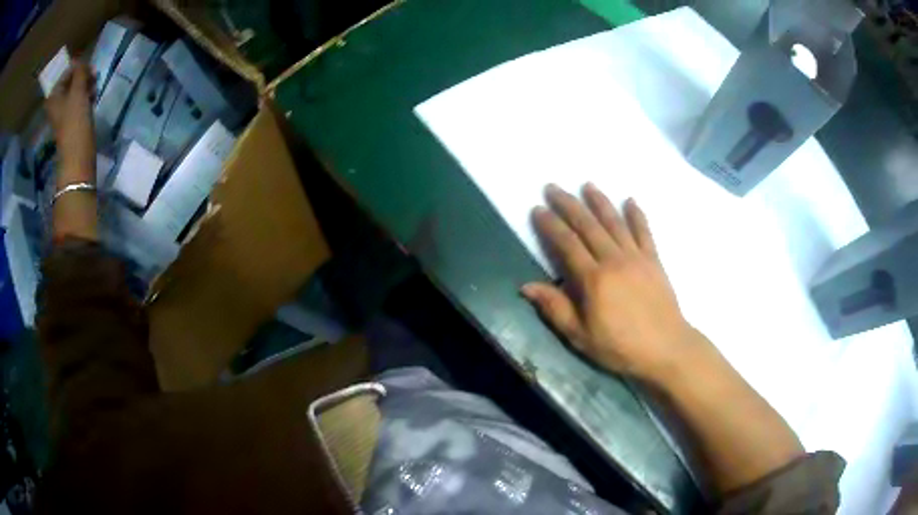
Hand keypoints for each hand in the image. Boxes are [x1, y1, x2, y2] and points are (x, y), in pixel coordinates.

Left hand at [45, 59, 95, 182]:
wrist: (78, 154)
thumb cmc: (74, 121)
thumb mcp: (78, 90)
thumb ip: (79, 71)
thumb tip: (80, 61)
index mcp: (53, 96)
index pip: (66, 71)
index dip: (77, 67)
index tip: (87, 68)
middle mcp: (56, 102)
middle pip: (70, 80)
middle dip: (82, 76)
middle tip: (92, 76)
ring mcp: (63, 111)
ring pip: (76, 89)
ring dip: (86, 84)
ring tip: (94, 87)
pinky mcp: (71, 119)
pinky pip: (78, 99)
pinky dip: (86, 95)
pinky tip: (93, 96)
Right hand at [523, 183, 704, 382]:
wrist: (665, 348)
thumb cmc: (620, 347)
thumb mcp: (580, 336)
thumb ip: (555, 308)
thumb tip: (526, 287)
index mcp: (593, 279)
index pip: (567, 244)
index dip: (550, 225)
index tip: (538, 209)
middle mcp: (613, 260)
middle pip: (588, 225)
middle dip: (568, 204)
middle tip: (553, 187)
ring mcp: (636, 257)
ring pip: (614, 222)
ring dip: (599, 201)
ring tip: (587, 185)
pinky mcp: (654, 260)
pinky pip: (644, 232)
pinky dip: (637, 215)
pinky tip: (630, 201)